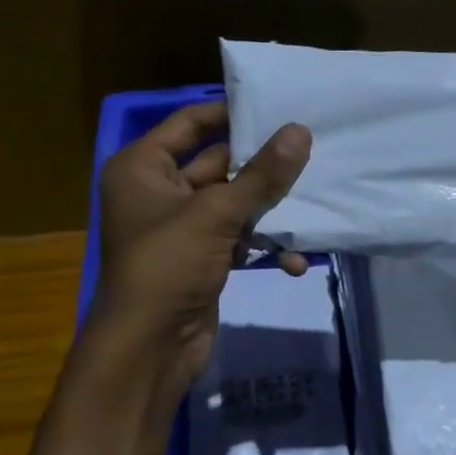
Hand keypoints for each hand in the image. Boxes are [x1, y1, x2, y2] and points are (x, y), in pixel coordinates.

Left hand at [90, 100, 310, 405]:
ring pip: (235, 204)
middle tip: (312, 152)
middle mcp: (159, 192)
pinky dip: (263, 246)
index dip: (231, 113)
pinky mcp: (203, 259)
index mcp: (143, 167)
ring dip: (270, 211)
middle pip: (219, 164)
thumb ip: (261, 175)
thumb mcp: (215, 214)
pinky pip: (239, 239)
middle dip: (263, 168)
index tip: (278, 107)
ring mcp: (183, 228)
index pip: (191, 123)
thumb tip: (300, 131)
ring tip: (313, 204)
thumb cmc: (168, 266)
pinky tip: (295, 260)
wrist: (150, 347)